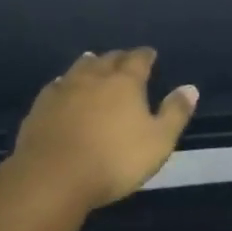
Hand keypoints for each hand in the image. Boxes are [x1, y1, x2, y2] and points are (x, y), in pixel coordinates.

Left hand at [4, 49, 197, 209]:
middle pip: (108, 59)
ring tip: (94, 61)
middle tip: (125, 59)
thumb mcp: (158, 142)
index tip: (150, 54)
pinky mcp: (41, 105)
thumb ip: (175, 113)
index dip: (146, 56)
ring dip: (91, 63)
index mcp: (125, 82)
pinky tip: (63, 87)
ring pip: (80, 67)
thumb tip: (190, 87)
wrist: (54, 176)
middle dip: (119, 57)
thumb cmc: (114, 160)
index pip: (138, 59)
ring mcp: (64, 88)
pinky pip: (57, 85)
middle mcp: (94, 76)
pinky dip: (65, 82)